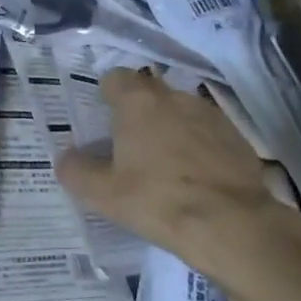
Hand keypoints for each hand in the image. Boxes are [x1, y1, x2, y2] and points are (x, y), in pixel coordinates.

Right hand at [54, 69, 300, 276]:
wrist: (230, 222)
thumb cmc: (157, 200)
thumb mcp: (104, 194)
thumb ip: (77, 171)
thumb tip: (65, 158)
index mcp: (138, 102)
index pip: (116, 78)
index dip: (108, 95)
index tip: (105, 121)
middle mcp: (174, 96)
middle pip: (149, 92)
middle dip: (139, 113)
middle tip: (131, 147)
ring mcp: (209, 113)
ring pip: (180, 111)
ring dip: (170, 128)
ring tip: (166, 166)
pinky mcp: (235, 134)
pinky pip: (207, 131)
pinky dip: (198, 145)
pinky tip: (197, 177)